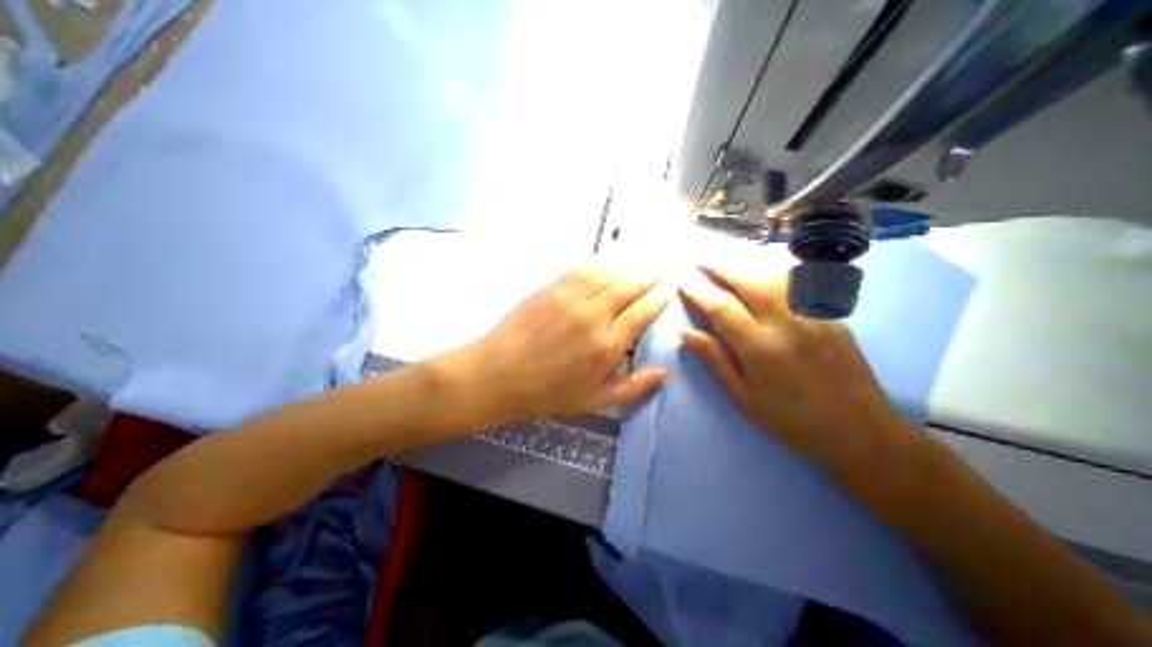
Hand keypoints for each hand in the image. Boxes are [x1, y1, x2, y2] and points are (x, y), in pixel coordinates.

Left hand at [447, 264, 665, 421]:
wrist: (497, 374)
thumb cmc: (546, 394)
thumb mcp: (592, 401)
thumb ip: (632, 387)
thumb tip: (664, 372)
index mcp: (607, 346)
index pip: (642, 313)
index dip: (660, 297)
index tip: (671, 286)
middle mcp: (594, 316)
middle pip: (629, 287)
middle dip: (649, 276)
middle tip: (661, 268)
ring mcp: (571, 298)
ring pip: (608, 274)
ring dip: (626, 268)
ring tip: (638, 265)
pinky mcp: (551, 288)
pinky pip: (582, 270)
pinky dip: (599, 266)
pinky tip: (605, 265)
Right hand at [682, 266, 919, 471]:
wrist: (860, 432)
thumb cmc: (790, 420)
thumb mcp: (743, 396)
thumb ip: (714, 359)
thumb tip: (685, 332)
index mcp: (760, 348)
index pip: (721, 307)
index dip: (698, 290)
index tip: (682, 280)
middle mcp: (786, 323)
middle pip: (747, 281)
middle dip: (719, 266)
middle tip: (700, 258)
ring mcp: (812, 315)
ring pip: (773, 276)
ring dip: (745, 265)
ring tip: (726, 262)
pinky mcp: (830, 315)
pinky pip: (796, 284)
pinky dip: (771, 273)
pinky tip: (761, 274)